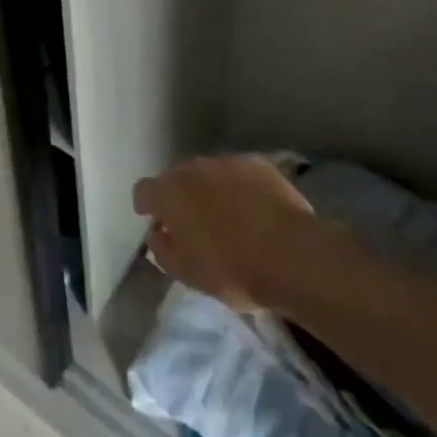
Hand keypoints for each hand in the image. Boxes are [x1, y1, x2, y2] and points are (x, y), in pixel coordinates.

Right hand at [133, 156, 318, 311]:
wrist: (293, 255)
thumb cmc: (232, 269)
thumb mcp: (187, 273)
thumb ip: (163, 250)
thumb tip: (158, 234)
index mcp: (169, 193)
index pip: (144, 190)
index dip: (146, 205)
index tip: (155, 221)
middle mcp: (193, 168)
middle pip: (177, 178)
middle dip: (181, 197)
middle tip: (194, 224)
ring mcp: (227, 162)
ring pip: (209, 174)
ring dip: (211, 191)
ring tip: (227, 217)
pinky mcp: (259, 165)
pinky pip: (240, 175)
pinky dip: (240, 189)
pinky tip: (255, 210)